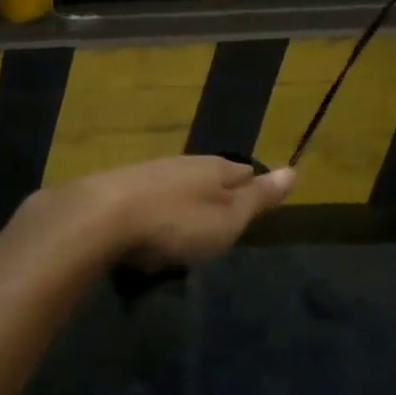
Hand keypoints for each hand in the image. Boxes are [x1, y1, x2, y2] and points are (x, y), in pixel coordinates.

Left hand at [49, 156, 295, 268]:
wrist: (102, 217)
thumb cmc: (177, 221)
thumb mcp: (228, 218)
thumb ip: (258, 197)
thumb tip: (293, 170)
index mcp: (214, 168)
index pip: (244, 171)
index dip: (253, 186)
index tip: (258, 203)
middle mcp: (182, 164)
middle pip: (209, 177)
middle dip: (217, 195)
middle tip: (224, 222)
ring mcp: (149, 174)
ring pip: (177, 187)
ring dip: (185, 205)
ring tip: (188, 230)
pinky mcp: (120, 191)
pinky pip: (149, 201)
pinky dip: (156, 215)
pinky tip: (151, 231)